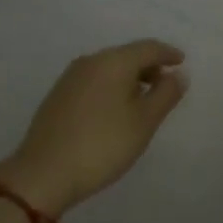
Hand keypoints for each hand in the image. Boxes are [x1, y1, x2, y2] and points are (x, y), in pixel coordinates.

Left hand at [0, 40, 187, 216]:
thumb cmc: (101, 145)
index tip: (181, 62)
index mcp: (115, 60)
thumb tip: (178, 74)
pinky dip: (110, 88)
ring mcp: (71, 77)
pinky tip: (112, 110)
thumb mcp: (143, 122)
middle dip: (148, 67)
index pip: (149, 47)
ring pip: (109, 68)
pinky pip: (94, 81)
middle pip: (128, 55)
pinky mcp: (57, 96)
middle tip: (164, 84)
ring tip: (140, 100)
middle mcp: (92, 60)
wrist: (41, 175)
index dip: (168, 53)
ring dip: (129, 79)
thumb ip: (165, 95)